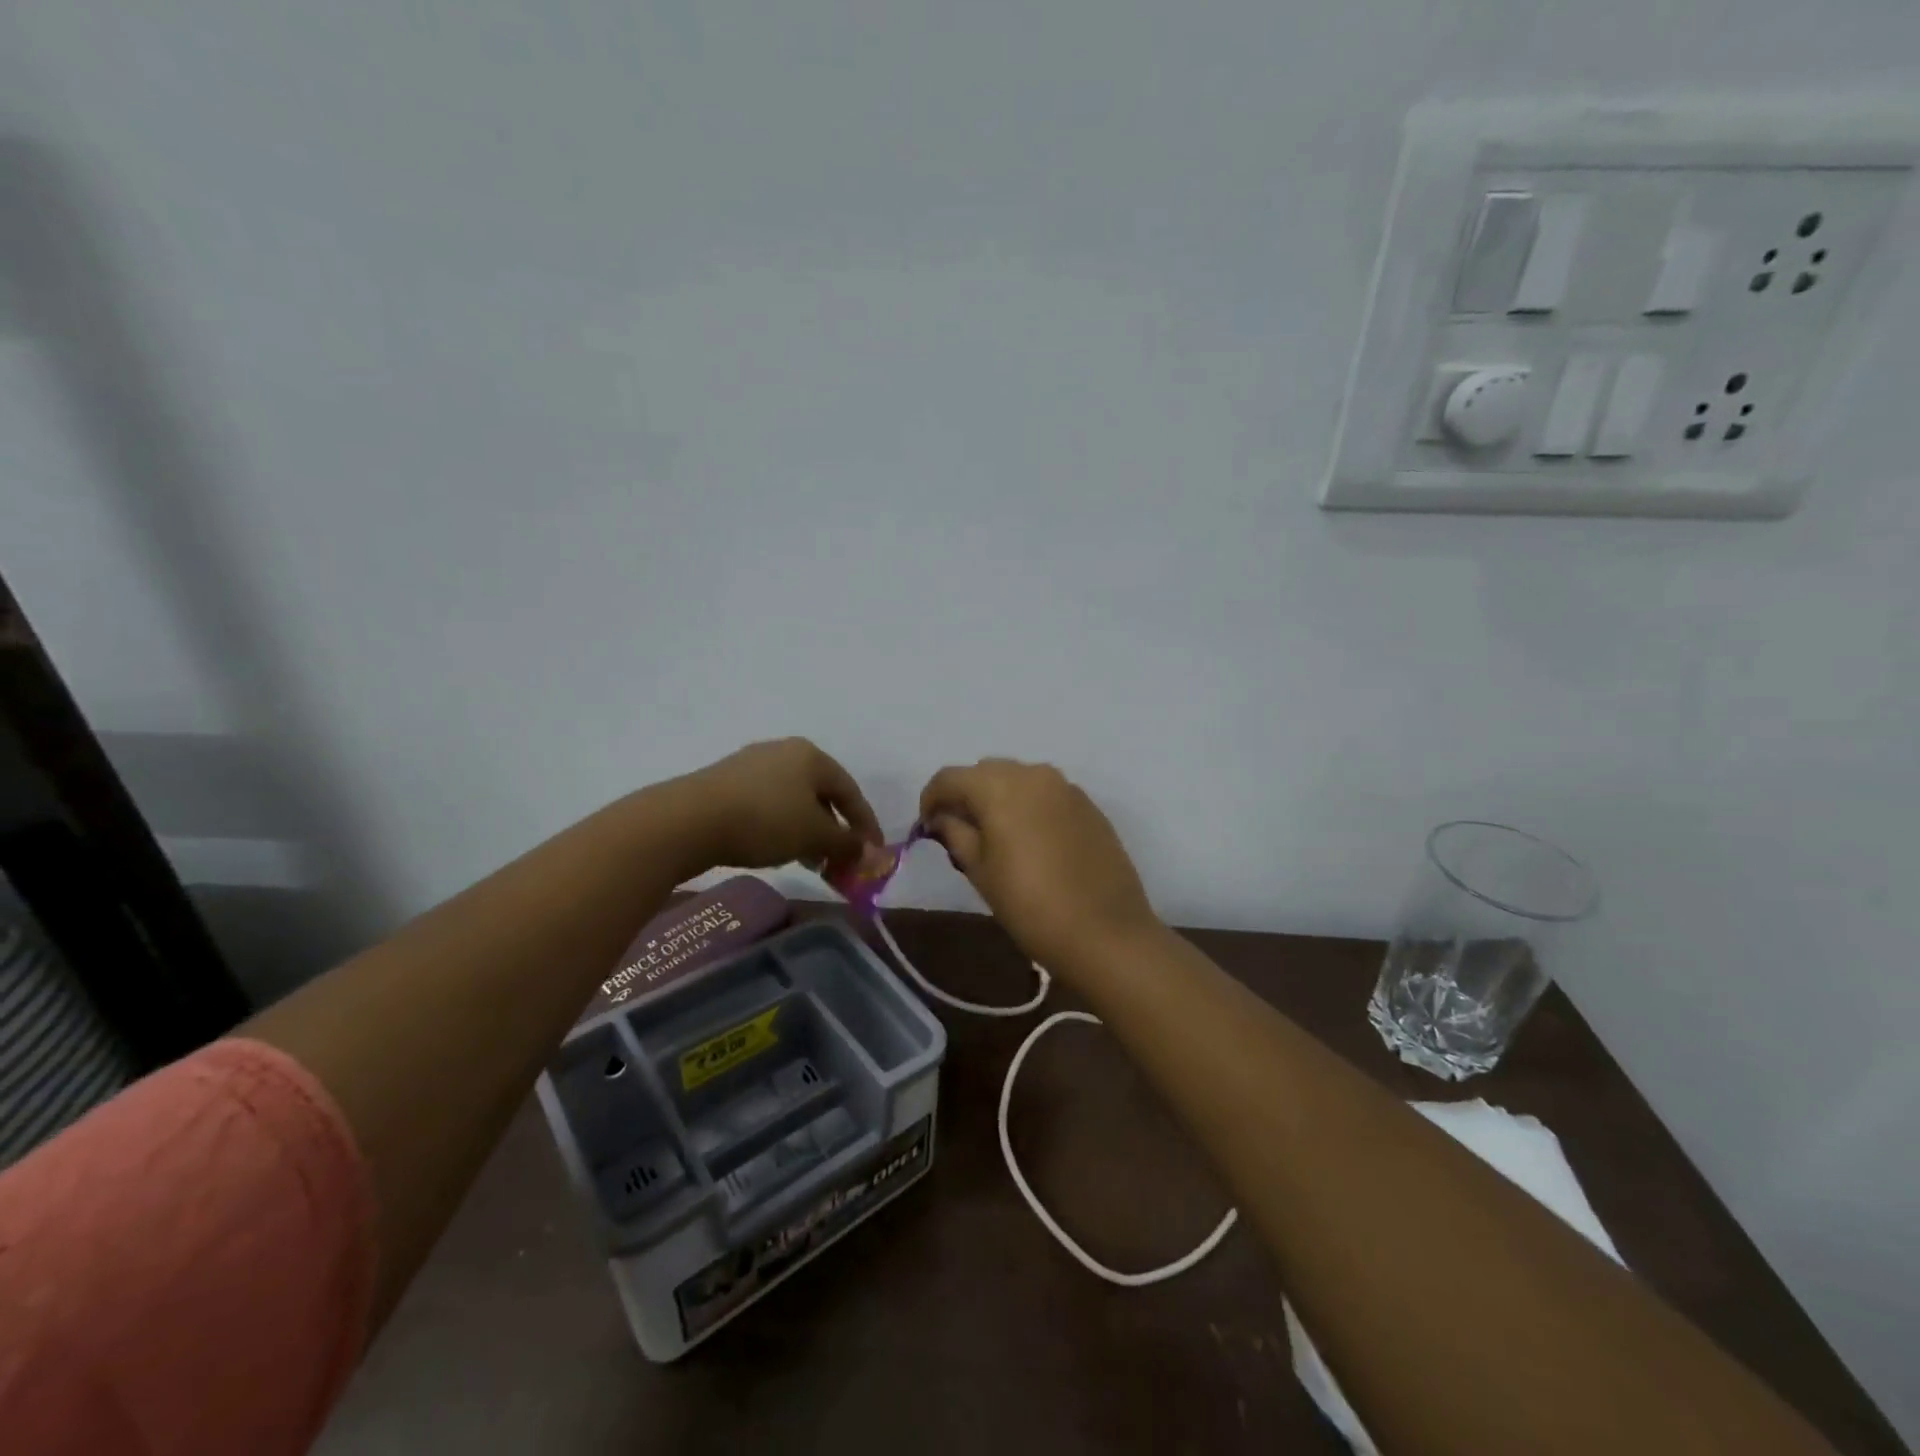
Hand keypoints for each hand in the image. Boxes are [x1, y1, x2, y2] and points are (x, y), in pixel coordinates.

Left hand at [679, 739, 880, 874]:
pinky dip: (782, 826)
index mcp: (812, 755)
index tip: (873, 855)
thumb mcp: (814, 835)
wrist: (689, 819)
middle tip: (840, 860)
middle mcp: (784, 751)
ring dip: (808, 831)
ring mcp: (752, 764)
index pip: (851, 791)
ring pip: (794, 800)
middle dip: (835, 830)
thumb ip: (847, 844)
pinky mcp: (726, 781)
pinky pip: (767, 804)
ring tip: (809, 860)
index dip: (866, 825)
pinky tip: (775, 848)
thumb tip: (872, 854)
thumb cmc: (765, 820)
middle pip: (822, 794)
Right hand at [919, 759, 1157, 971]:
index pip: (949, 777)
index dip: (930, 799)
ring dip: (999, 797)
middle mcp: (1033, 773)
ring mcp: (1066, 787)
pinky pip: (1046, 794)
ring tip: (996, 836)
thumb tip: (943, 817)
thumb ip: (955, 833)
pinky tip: (1031, 841)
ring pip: (1018, 779)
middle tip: (959, 832)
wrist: (1105, 932)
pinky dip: (1029, 806)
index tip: (927, 827)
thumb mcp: (979, 871)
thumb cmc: (1030, 904)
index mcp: (999, 786)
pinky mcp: (1089, 805)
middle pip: (985, 772)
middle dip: (966, 795)